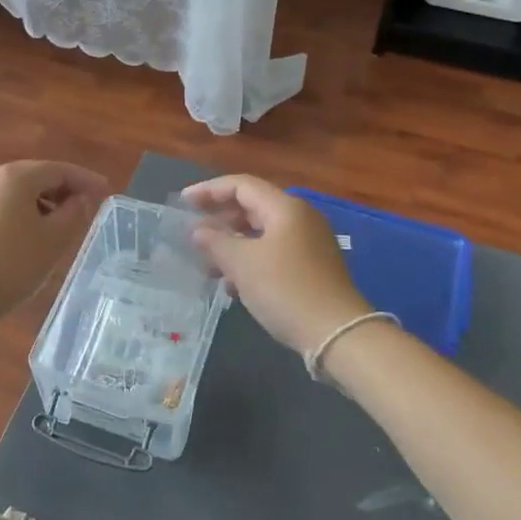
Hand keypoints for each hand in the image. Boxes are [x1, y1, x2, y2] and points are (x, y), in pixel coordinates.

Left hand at [0, 161, 108, 339]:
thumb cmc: (11, 266)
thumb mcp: (53, 240)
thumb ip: (74, 213)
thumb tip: (79, 199)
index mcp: (15, 176)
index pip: (60, 169)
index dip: (86, 180)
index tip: (107, 192)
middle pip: (37, 176)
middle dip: (64, 190)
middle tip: (88, 208)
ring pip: (19, 190)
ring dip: (44, 201)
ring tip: (63, 224)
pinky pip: (3, 203)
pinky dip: (24, 211)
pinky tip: (33, 232)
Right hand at [181, 175, 370, 354]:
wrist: (337, 334)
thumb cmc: (285, 289)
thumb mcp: (242, 264)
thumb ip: (216, 242)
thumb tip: (199, 230)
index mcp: (285, 208)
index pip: (242, 185)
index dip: (209, 190)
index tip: (183, 202)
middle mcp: (300, 218)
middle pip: (253, 207)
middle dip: (220, 217)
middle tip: (192, 230)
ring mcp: (309, 244)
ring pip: (262, 233)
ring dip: (233, 243)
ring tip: (207, 261)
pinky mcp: (312, 268)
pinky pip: (273, 253)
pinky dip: (250, 260)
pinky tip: (231, 283)